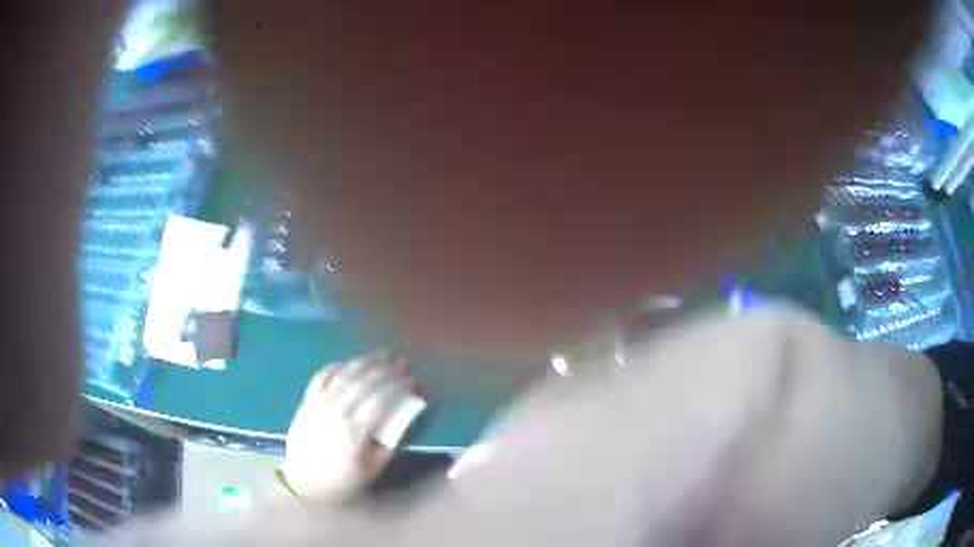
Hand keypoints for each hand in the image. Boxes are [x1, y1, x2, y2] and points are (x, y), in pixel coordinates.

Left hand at [280, 351, 414, 502]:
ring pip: (345, 374)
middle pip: (365, 382)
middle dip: (387, 369)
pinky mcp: (307, 401)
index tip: (414, 379)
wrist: (302, 482)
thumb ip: (390, 444)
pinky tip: (349, 362)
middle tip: (403, 363)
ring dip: (365, 362)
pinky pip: (321, 376)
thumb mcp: (372, 470)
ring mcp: (319, 403)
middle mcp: (337, 411)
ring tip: (382, 355)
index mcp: (355, 431)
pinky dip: (336, 366)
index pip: (382, 398)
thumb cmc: (342, 481)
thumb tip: (404, 418)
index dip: (400, 385)